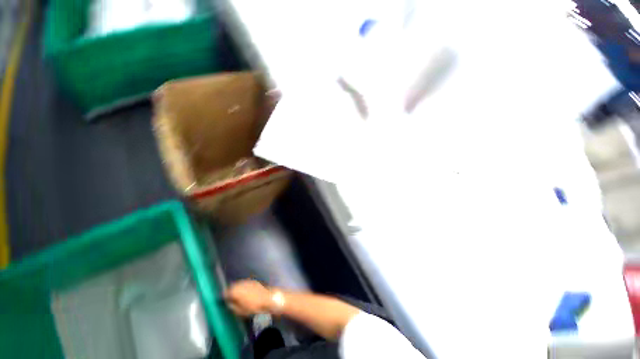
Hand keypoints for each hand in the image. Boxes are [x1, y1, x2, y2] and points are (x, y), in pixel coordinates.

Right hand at [225, 279, 273, 316]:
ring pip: (238, 284)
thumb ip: (232, 306)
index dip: (223, 297)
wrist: (268, 298)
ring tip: (237, 296)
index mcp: (235, 291)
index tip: (222, 301)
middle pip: (231, 287)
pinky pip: (244, 284)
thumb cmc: (253, 307)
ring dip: (236, 289)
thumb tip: (228, 303)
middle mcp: (240, 284)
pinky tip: (245, 293)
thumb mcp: (240, 311)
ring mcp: (247, 281)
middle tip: (229, 298)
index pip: (225, 292)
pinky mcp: (253, 281)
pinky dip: (243, 287)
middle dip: (230, 292)